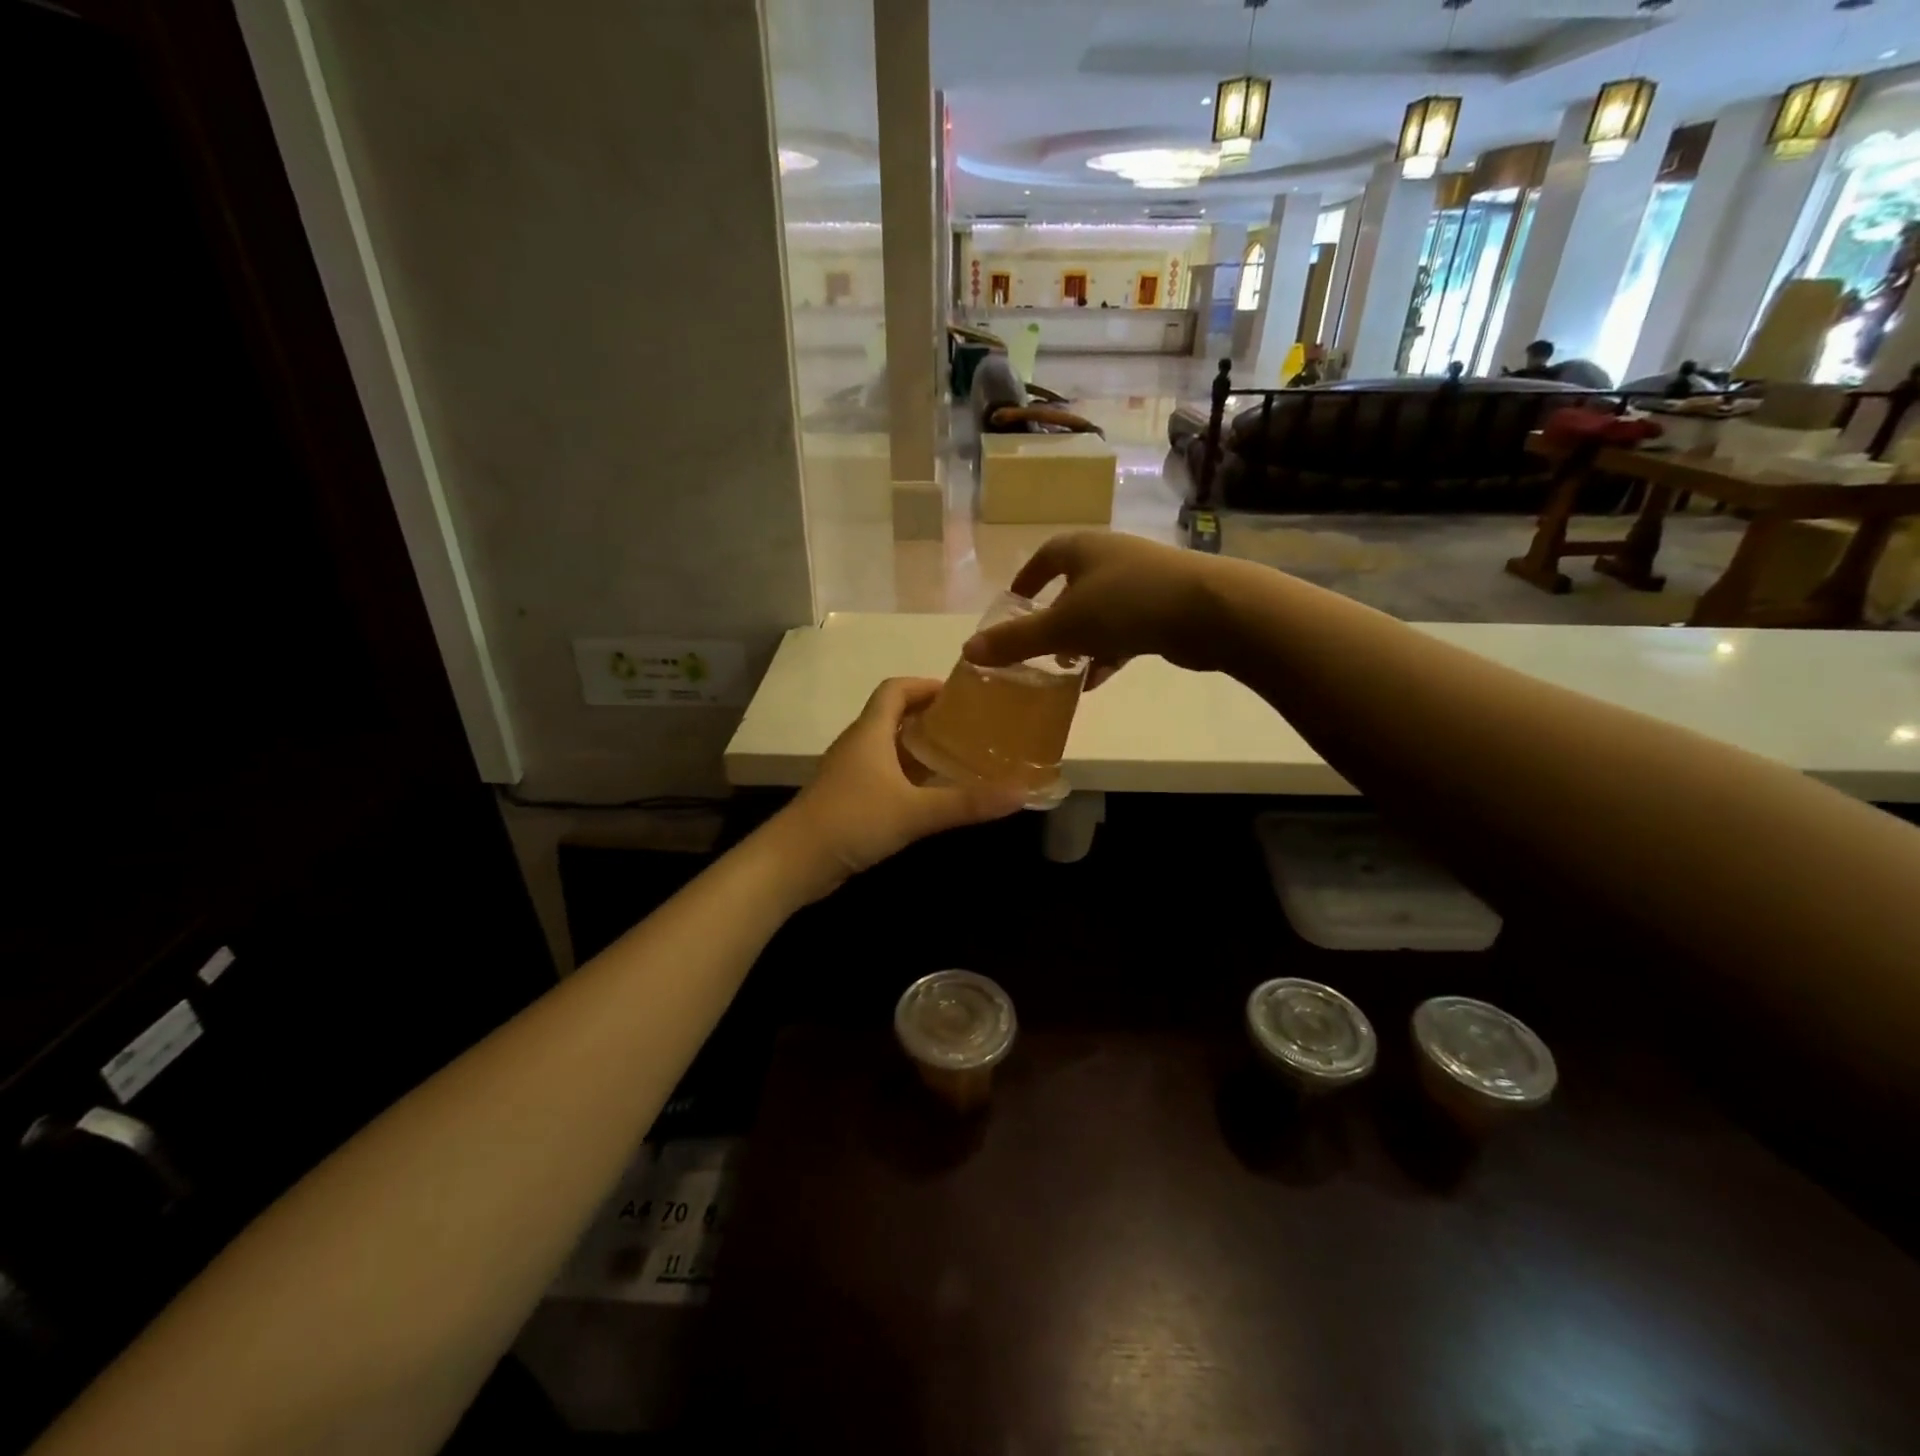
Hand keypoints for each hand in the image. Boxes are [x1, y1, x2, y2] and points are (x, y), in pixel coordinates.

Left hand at [771, 678, 1025, 898]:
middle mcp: (858, 745)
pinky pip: (883, 774)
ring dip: (919, 748)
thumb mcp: (914, 811)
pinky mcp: (848, 798)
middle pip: (894, 716)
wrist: (793, 862)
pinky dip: (908, 775)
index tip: (961, 695)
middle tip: (970, 727)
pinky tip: (930, 794)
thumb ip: (966, 802)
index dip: (926, 685)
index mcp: (870, 732)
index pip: (896, 689)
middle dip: (930, 717)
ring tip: (959, 757)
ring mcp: (850, 773)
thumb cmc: (852, 821)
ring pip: (889, 747)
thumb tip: (1021, 792)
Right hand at [961, 532, 1225, 683]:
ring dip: (1081, 640)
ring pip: (1099, 611)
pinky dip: (1109, 652)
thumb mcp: (1062, 626)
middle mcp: (1111, 558)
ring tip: (1065, 670)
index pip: (1044, 559)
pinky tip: (1098, 679)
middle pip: (1072, 587)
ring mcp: (1141, 581)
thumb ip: (1015, 640)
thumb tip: (968, 652)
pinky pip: (1125, 629)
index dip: (1025, 581)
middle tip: (1037, 647)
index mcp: (1083, 549)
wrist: (1209, 611)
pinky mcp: (1165, 607)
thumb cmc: (1125, 605)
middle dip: (1053, 618)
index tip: (1012, 605)